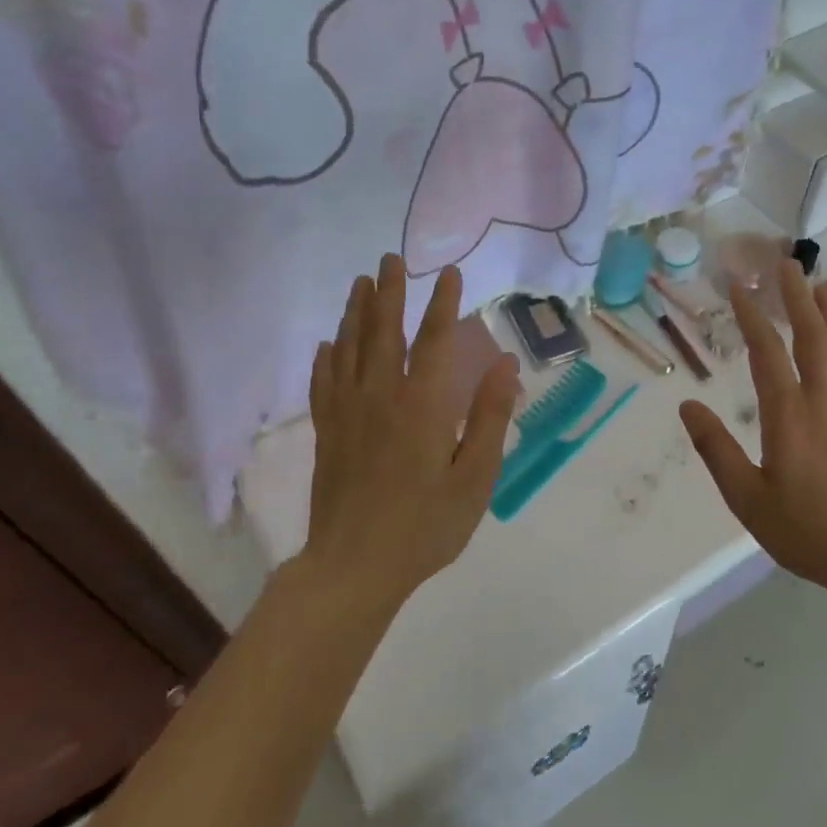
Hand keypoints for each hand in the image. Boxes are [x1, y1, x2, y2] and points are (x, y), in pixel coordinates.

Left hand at [303, 256, 518, 608]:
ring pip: (348, 350)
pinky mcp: (326, 433)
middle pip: (382, 333)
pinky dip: (325, 358)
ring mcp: (346, 414)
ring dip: (355, 313)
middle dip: (388, 292)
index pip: (433, 341)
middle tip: (389, 258)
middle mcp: (379, 398)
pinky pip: (323, 383)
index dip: (442, 304)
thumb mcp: (474, 478)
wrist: (354, 568)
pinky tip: (327, 344)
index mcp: (420, 406)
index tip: (448, 272)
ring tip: (360, 283)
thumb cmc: (425, 526)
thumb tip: (504, 364)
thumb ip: (488, 417)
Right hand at [680, 260, 826, 596]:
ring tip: (820, 287)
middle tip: (785, 263)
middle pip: (812, 335)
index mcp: (789, 414)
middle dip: (796, 296)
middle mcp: (825, 400)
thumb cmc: (807, 530)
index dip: (752, 315)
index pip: (767, 351)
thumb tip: (688, 407)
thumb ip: (715, 449)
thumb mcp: (747, 498)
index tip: (739, 287)